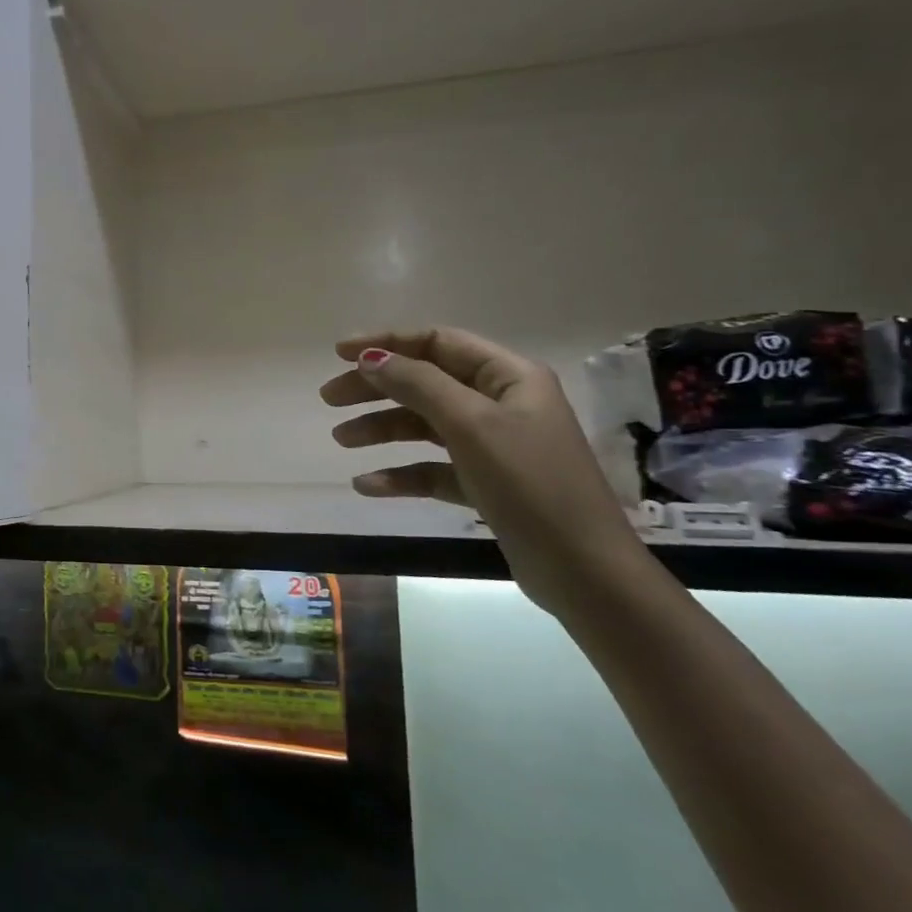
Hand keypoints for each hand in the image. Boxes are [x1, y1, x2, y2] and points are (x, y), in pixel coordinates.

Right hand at [321, 326, 649, 614]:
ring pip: (425, 424)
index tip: (338, 353)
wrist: (582, 569)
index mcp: (508, 377)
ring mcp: (494, 445)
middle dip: (375, 388)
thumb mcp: (470, 424)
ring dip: (382, 429)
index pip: (438, 343)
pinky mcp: (486, 483)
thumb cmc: (529, 483)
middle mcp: (501, 403)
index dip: (387, 343)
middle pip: (425, 382)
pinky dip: (402, 473)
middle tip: (329, 399)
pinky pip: (434, 468)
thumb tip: (370, 357)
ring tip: (341, 441)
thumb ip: (418, 384)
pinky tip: (368, 486)